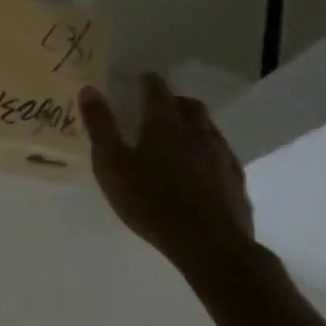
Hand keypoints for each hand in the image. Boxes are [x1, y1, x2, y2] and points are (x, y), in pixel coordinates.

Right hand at [78, 73, 254, 279]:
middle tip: (159, 109)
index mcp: (165, 124)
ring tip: (180, 138)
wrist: (210, 245)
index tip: (141, 79)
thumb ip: (100, 126)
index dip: (148, 82)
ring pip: (209, 128)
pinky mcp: (236, 180)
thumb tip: (89, 89)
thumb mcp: (111, 164)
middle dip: (174, 101)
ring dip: (194, 125)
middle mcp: (197, 132)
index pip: (157, 90)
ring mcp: (222, 155)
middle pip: (189, 105)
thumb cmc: (151, 201)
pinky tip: (202, 169)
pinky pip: (222, 154)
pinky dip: (209, 152)